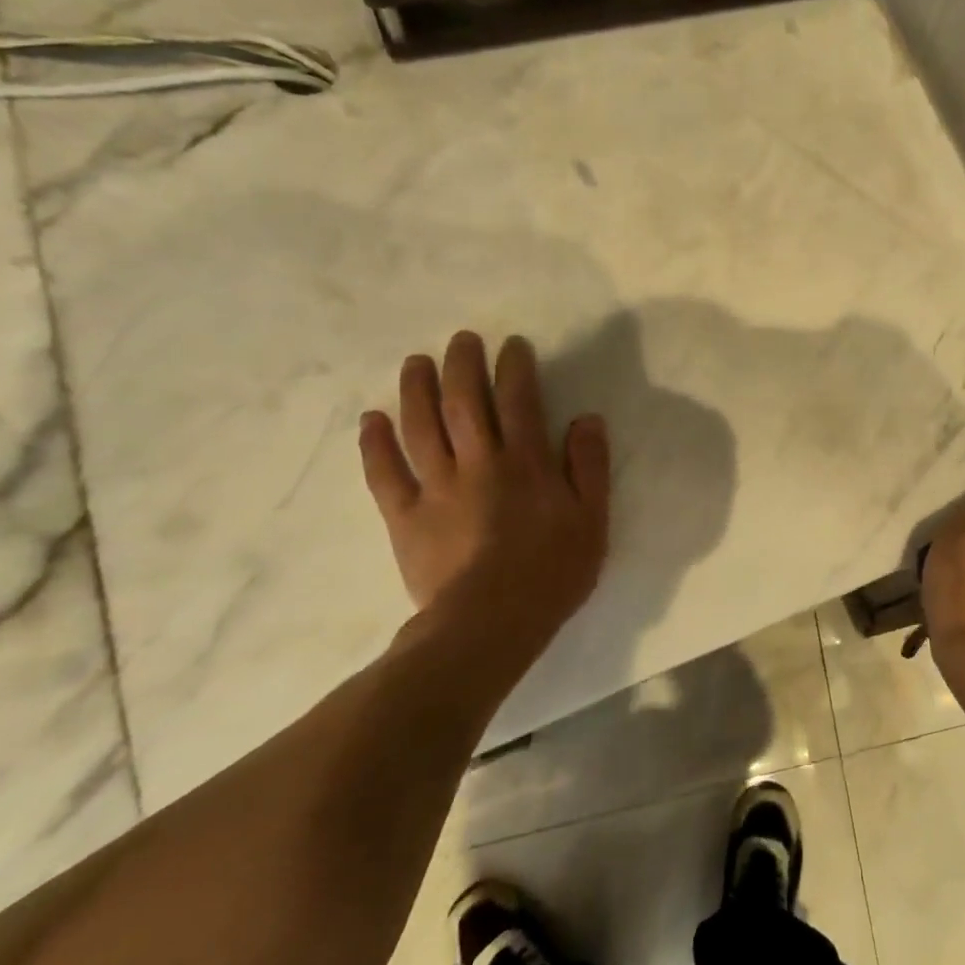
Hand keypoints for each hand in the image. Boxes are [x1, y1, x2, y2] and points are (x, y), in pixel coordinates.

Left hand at [359, 331, 609, 671]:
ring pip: (421, 427)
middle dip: (463, 365)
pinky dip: (375, 443)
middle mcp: (478, 463)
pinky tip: (372, 419)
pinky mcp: (404, 516)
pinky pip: (384, 473)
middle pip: (465, 403)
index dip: (515, 368)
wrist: (490, 624)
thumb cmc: (552, 571)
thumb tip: (587, 419)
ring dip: (417, 389)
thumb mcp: (592, 519)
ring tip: (416, 362)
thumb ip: (589, 466)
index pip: (520, 401)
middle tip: (461, 339)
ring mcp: (436, 488)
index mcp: (526, 463)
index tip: (512, 345)